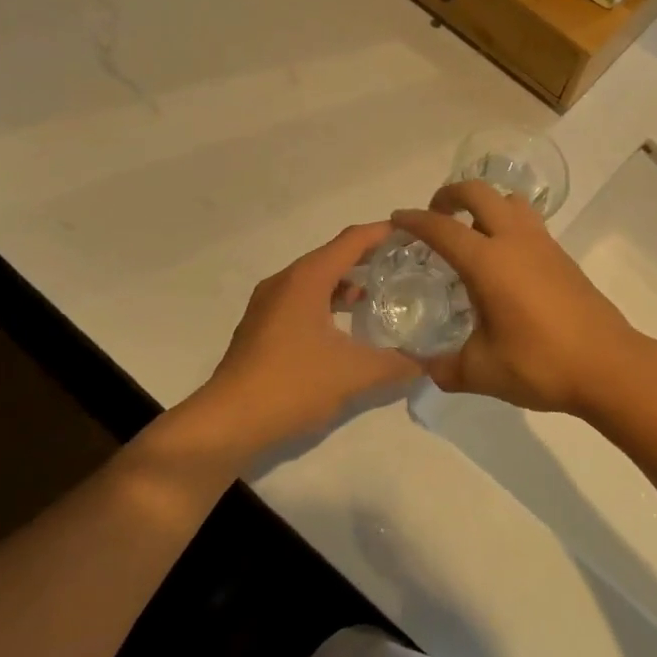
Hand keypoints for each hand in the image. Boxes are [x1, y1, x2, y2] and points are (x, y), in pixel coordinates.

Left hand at [189, 223, 419, 457]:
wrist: (227, 423)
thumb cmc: (292, 385)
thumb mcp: (355, 374)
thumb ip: (397, 364)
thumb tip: (429, 362)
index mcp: (306, 279)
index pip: (352, 240)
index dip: (384, 233)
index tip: (415, 234)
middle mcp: (285, 282)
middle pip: (333, 255)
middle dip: (370, 257)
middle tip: (407, 265)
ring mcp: (269, 305)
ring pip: (316, 279)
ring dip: (348, 282)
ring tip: (383, 295)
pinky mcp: (262, 327)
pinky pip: (303, 300)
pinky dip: (329, 302)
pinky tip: (348, 327)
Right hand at [391, 183, 654, 416]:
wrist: (609, 365)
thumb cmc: (541, 364)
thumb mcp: (482, 372)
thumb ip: (445, 368)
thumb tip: (424, 368)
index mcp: (489, 262)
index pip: (442, 228)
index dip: (415, 220)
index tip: (397, 220)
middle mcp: (515, 241)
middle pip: (479, 192)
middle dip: (450, 194)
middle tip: (435, 216)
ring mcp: (544, 245)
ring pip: (510, 201)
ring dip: (485, 204)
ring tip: (470, 232)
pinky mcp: (563, 256)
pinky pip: (528, 222)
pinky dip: (507, 223)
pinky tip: (502, 262)